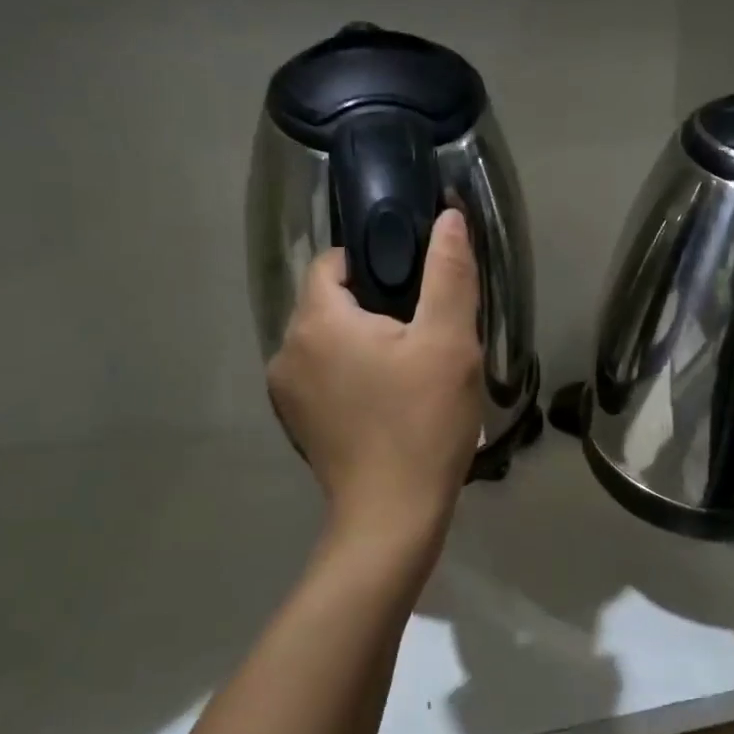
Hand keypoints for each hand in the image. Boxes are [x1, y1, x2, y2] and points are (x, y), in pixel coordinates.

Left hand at [268, 209, 483, 544]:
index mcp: (316, 320)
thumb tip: (447, 217)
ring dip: (361, 343)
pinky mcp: (295, 422)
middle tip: (422, 334)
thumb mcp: (449, 342)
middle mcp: (286, 349)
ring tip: (408, 370)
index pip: (333, 261)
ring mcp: (285, 391)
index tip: (415, 290)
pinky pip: (321, 376)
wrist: (392, 515)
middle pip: (328, 302)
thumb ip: (448, 272)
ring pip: (326, 341)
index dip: (375, 263)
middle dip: (373, 306)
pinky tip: (385, 402)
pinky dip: (348, 375)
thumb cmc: (423, 422)